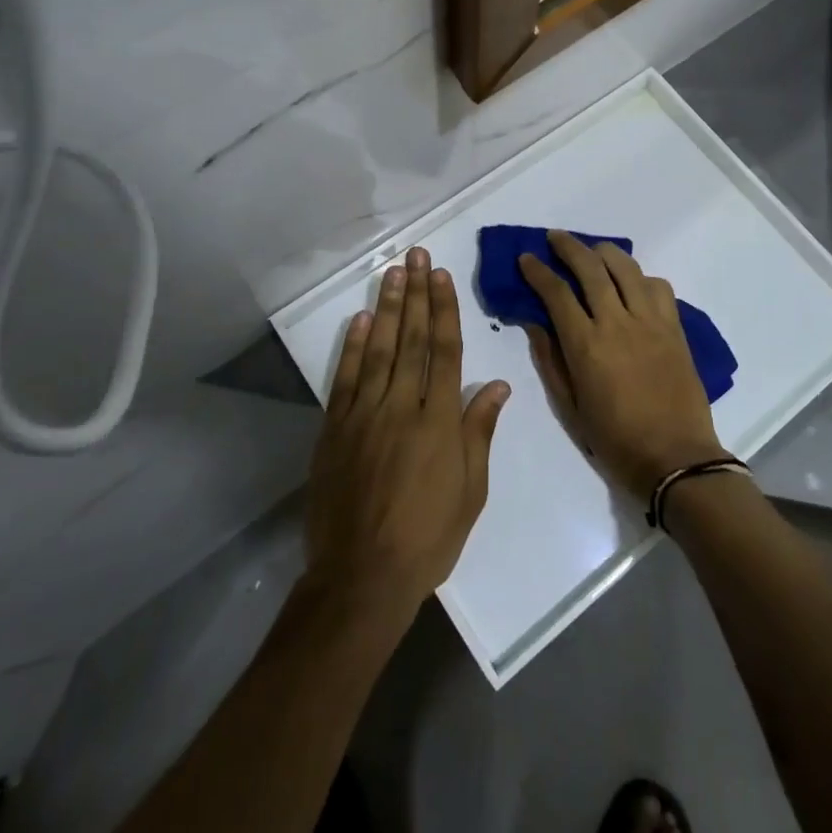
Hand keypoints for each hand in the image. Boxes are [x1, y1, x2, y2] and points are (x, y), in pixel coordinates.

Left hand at [304, 247, 511, 625]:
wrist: (361, 577)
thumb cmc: (428, 537)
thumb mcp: (470, 491)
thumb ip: (479, 431)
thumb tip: (496, 384)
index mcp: (439, 421)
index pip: (444, 350)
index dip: (443, 309)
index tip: (441, 276)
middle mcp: (402, 406)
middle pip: (411, 339)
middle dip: (416, 294)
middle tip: (417, 256)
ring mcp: (364, 415)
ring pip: (378, 349)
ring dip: (387, 308)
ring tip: (393, 273)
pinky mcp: (335, 429)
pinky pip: (345, 378)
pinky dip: (352, 347)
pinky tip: (360, 320)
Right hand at [519, 232, 728, 499]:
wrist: (676, 458)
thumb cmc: (615, 439)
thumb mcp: (570, 406)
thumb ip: (550, 360)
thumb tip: (534, 323)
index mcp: (586, 345)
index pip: (556, 293)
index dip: (537, 271)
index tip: (526, 258)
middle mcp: (617, 323)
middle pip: (591, 268)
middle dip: (568, 247)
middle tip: (555, 238)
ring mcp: (650, 321)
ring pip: (626, 268)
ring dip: (605, 252)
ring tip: (593, 251)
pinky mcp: (675, 327)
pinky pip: (658, 286)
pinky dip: (640, 277)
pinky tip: (632, 284)